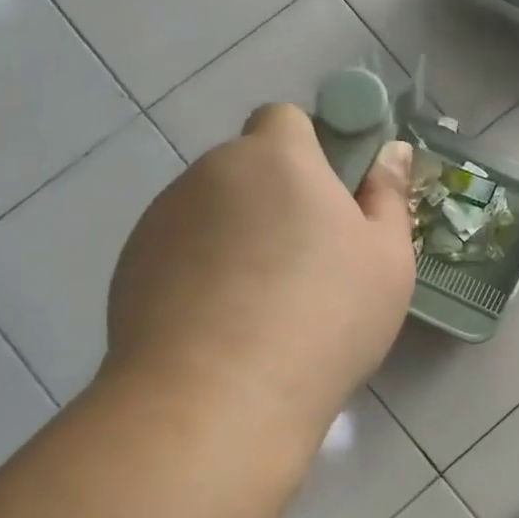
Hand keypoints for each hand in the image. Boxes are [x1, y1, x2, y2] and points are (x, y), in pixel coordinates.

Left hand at [102, 103, 415, 437]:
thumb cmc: (324, 318)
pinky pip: (179, 252)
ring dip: (235, 236)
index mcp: (276, 158)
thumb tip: (387, 153)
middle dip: (274, 199)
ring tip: (258, 307)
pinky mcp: (131, 266)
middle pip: (247, 169)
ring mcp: (162, 219)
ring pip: (211, 212)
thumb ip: (387, 197)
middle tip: (304, 263)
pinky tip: (219, 328)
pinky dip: (199, 273)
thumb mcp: (387, 260)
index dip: (310, 151)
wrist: (217, 398)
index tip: (329, 201)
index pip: (284, 119)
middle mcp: (211, 173)